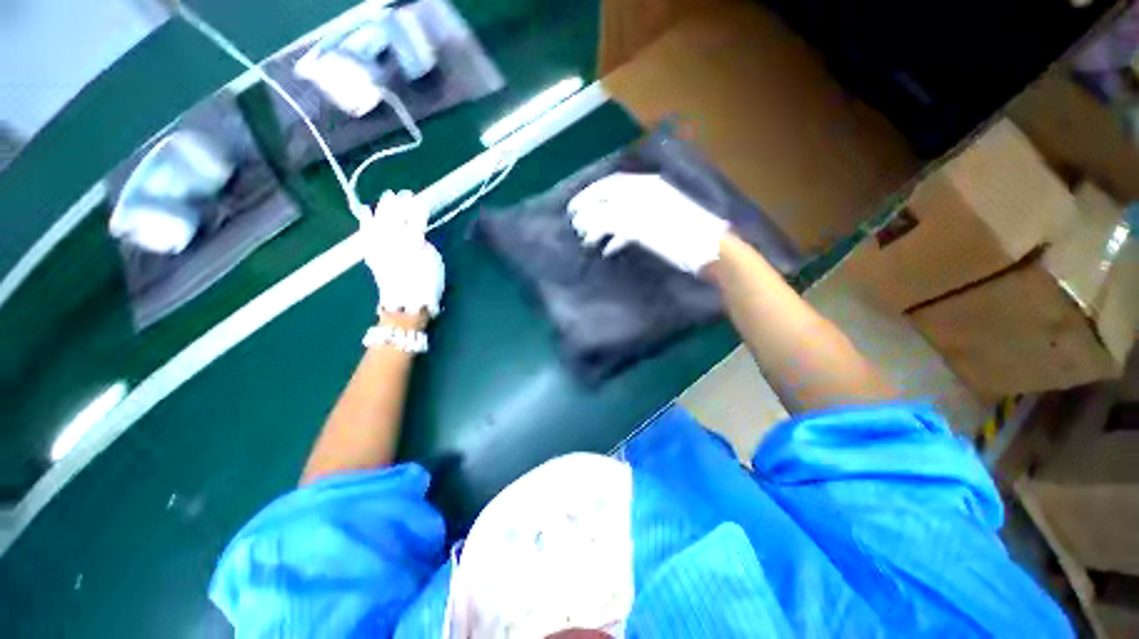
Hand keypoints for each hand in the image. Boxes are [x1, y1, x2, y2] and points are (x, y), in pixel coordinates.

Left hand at [359, 190, 444, 317]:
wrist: (408, 302)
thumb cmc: (427, 282)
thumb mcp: (432, 259)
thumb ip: (423, 240)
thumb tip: (415, 230)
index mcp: (413, 239)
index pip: (415, 216)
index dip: (418, 206)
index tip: (421, 199)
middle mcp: (392, 237)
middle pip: (395, 214)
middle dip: (400, 202)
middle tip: (405, 193)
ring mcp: (378, 244)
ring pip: (379, 219)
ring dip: (384, 206)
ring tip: (388, 196)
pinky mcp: (371, 252)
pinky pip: (366, 231)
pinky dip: (366, 220)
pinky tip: (366, 210)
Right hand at [567, 173, 729, 273]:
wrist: (712, 252)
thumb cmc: (676, 237)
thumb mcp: (641, 226)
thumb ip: (611, 219)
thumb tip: (584, 218)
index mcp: (644, 189)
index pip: (608, 186)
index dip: (587, 197)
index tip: (571, 212)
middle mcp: (649, 194)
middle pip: (613, 199)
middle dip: (593, 213)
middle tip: (578, 229)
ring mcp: (655, 210)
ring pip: (621, 214)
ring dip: (604, 226)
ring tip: (590, 241)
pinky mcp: (659, 226)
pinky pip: (633, 227)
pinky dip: (618, 236)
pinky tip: (610, 248)